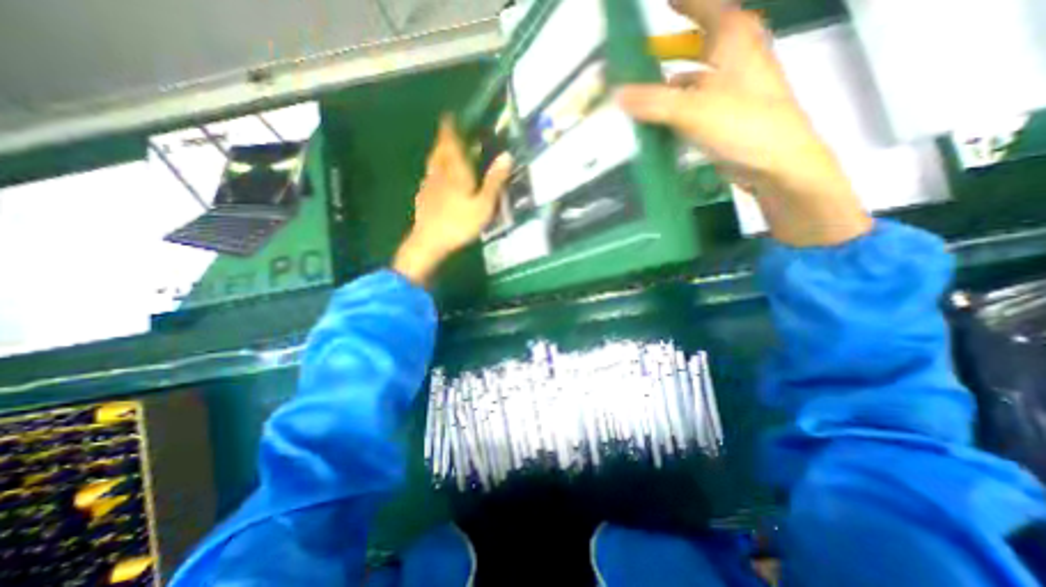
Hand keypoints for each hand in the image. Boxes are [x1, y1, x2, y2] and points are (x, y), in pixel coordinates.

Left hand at [395, 115, 512, 285]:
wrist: (429, 241)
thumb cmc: (459, 223)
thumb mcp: (484, 204)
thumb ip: (495, 181)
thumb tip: (507, 156)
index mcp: (455, 171)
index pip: (450, 143)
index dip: (449, 128)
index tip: (449, 117)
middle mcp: (439, 173)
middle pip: (439, 151)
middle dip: (443, 140)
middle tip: (449, 133)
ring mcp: (428, 186)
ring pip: (433, 164)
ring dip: (438, 155)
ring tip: (445, 153)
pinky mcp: (423, 198)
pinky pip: (429, 178)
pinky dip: (435, 172)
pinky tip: (438, 181)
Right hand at [616, 0, 872, 245]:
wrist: (778, 165)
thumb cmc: (745, 126)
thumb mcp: (695, 110)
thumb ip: (655, 102)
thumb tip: (617, 94)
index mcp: (736, 43)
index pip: (711, 9)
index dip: (689, 2)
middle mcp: (736, 61)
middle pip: (705, 43)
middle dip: (677, 43)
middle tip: (649, 51)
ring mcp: (733, 92)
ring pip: (699, 77)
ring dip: (674, 80)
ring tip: (646, 89)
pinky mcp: (728, 118)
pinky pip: (698, 104)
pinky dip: (680, 107)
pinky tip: (663, 119)